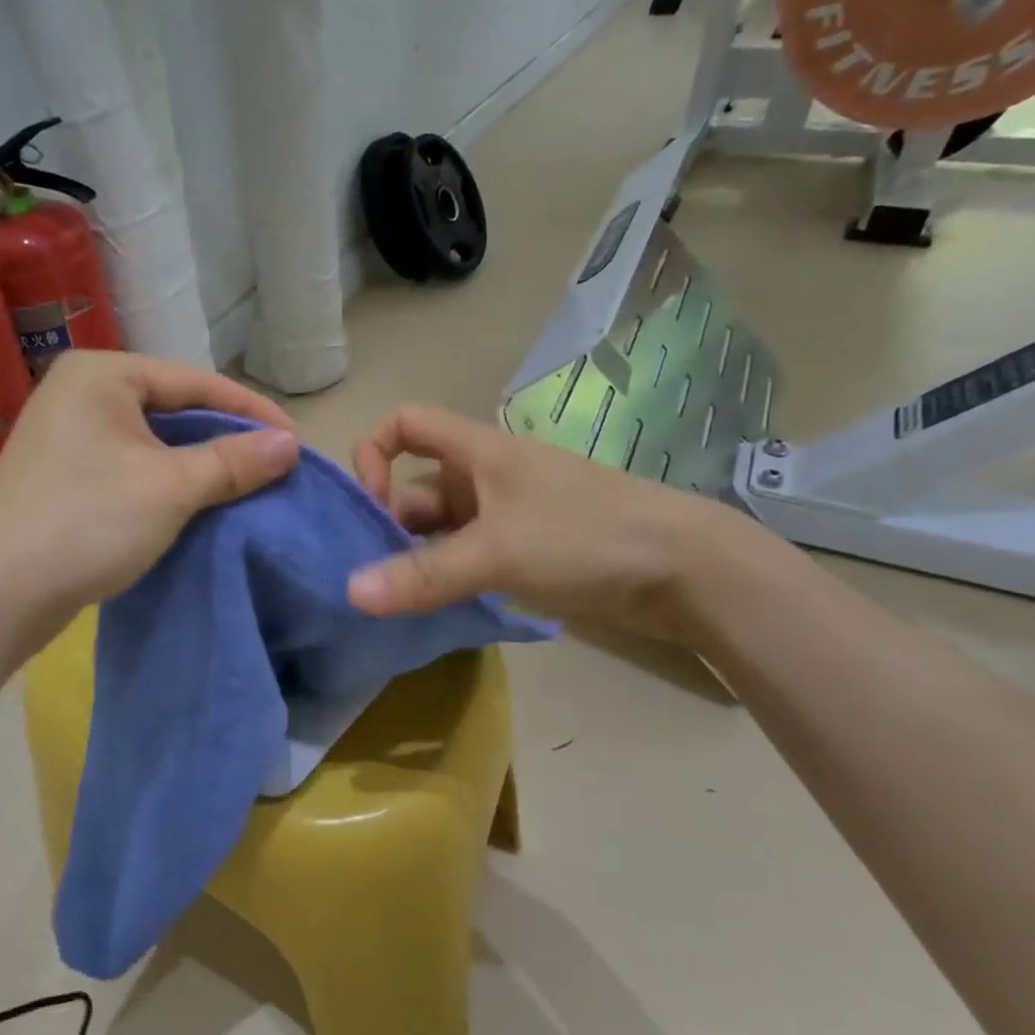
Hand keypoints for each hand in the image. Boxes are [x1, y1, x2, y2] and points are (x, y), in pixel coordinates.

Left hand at [0, 350, 299, 646]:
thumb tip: (290, 445)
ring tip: (246, 486)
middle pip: (174, 407)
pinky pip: (132, 464)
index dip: (252, 411)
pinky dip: (168, 480)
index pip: (195, 381)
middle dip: (226, 438)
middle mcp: (81, 391)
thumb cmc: (86, 524)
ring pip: (153, 440)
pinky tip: (198, 502)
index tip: (297, 444)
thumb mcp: (171, 488)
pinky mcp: (64, 473)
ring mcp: (67, 433)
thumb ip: (233, 460)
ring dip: (200, 463)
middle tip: (274, 467)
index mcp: (102, 374)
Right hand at [345, 404, 750, 640]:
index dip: (375, 452)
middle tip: (371, 577)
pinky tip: (430, 611)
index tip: (372, 504)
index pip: (405, 423)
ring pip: (438, 530)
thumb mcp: (496, 552)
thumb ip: (422, 574)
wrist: (684, 570)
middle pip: (413, 488)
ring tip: (393, 603)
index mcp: (475, 452)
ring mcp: (503, 516)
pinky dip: (443, 579)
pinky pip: (464, 558)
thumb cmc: (584, 535)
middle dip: (387, 526)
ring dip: (414, 560)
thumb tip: (350, 592)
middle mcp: (482, 478)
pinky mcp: (521, 552)